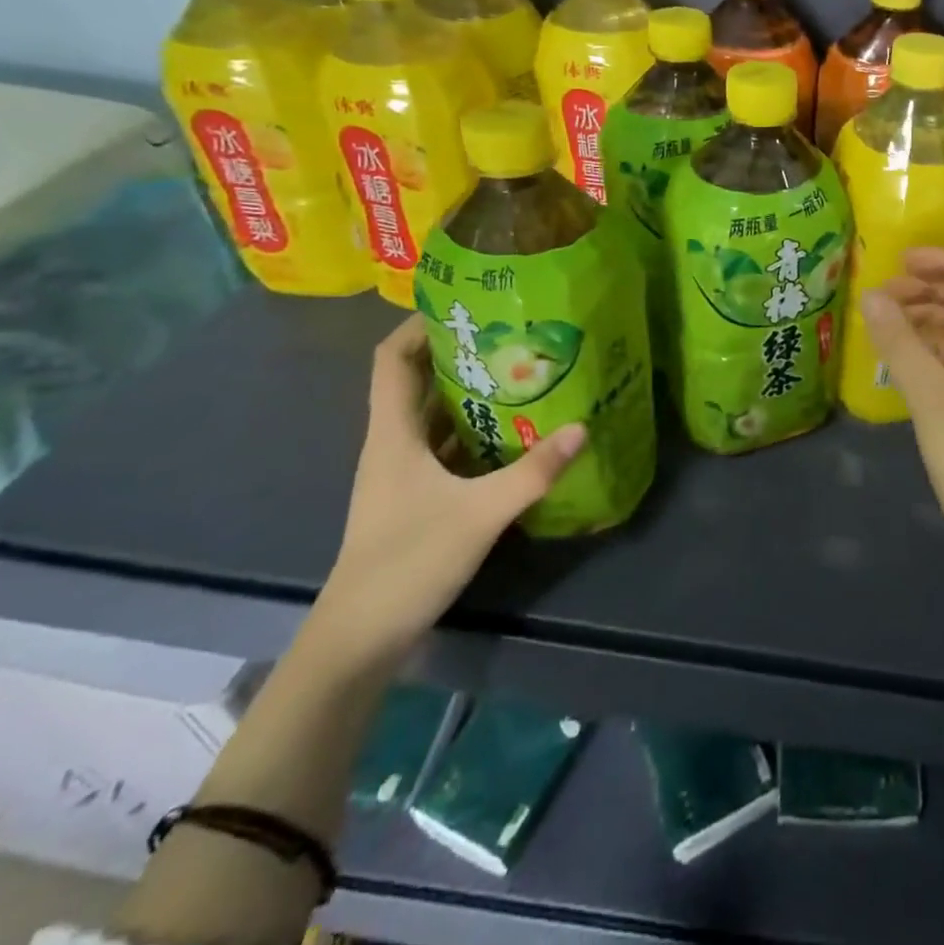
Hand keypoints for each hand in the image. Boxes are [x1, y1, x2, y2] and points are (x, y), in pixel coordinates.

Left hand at [311, 315, 585, 669]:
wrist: (360, 639)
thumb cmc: (407, 563)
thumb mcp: (479, 514)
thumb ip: (533, 472)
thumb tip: (583, 426)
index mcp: (393, 434)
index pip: (393, 360)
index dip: (419, 325)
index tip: (465, 305)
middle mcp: (394, 445)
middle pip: (419, 382)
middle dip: (461, 354)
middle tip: (513, 335)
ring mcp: (404, 474)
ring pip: (436, 417)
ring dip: (472, 394)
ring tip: (523, 374)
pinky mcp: (417, 498)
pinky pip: (448, 449)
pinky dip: (477, 434)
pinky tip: (516, 435)